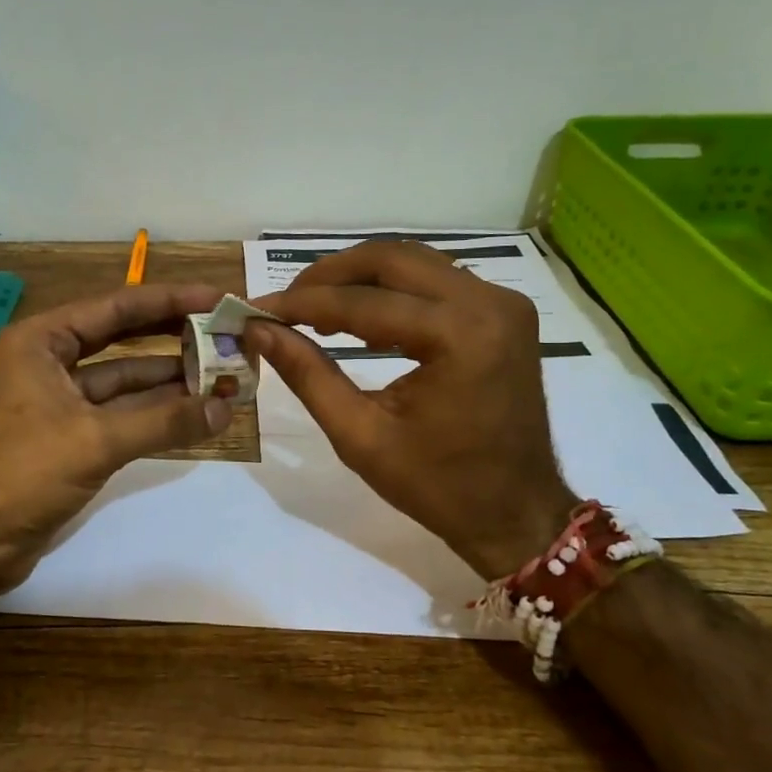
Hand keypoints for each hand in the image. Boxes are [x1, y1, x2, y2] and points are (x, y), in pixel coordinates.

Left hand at [0, 283, 233, 597]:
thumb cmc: (22, 474)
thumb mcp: (95, 441)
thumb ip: (164, 421)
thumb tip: (226, 407)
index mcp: (40, 342)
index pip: (115, 307)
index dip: (169, 301)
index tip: (216, 299)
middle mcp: (47, 362)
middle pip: (121, 338)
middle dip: (173, 337)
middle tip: (225, 332)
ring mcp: (58, 401)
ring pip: (123, 380)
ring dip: (170, 379)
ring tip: (222, 373)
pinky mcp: (68, 437)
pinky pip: (119, 414)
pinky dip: (154, 414)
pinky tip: (194, 412)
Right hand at [246, 241, 574, 580]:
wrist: (516, 511)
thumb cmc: (438, 487)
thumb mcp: (361, 436)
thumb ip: (308, 375)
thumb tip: (260, 330)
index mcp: (459, 337)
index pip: (363, 303)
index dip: (301, 303)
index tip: (254, 309)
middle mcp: (488, 303)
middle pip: (391, 260)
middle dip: (329, 276)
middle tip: (285, 303)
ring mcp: (503, 303)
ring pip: (413, 262)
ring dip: (359, 277)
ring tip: (313, 307)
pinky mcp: (504, 311)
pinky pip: (436, 280)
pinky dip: (391, 288)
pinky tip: (359, 313)